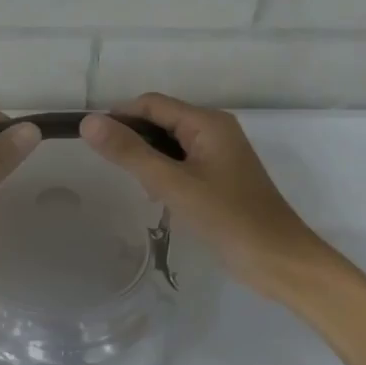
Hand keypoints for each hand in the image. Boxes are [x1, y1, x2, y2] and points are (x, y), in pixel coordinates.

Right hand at [80, 94, 338, 301]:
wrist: (277, 259)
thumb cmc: (226, 218)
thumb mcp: (172, 184)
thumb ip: (129, 152)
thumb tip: (88, 122)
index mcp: (207, 122)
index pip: (151, 104)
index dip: (119, 116)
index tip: (89, 141)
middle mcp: (214, 130)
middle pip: (161, 120)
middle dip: (132, 138)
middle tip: (107, 167)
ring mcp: (219, 155)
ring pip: (169, 144)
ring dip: (146, 157)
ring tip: (129, 183)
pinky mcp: (220, 178)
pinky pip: (181, 163)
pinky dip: (163, 173)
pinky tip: (154, 197)